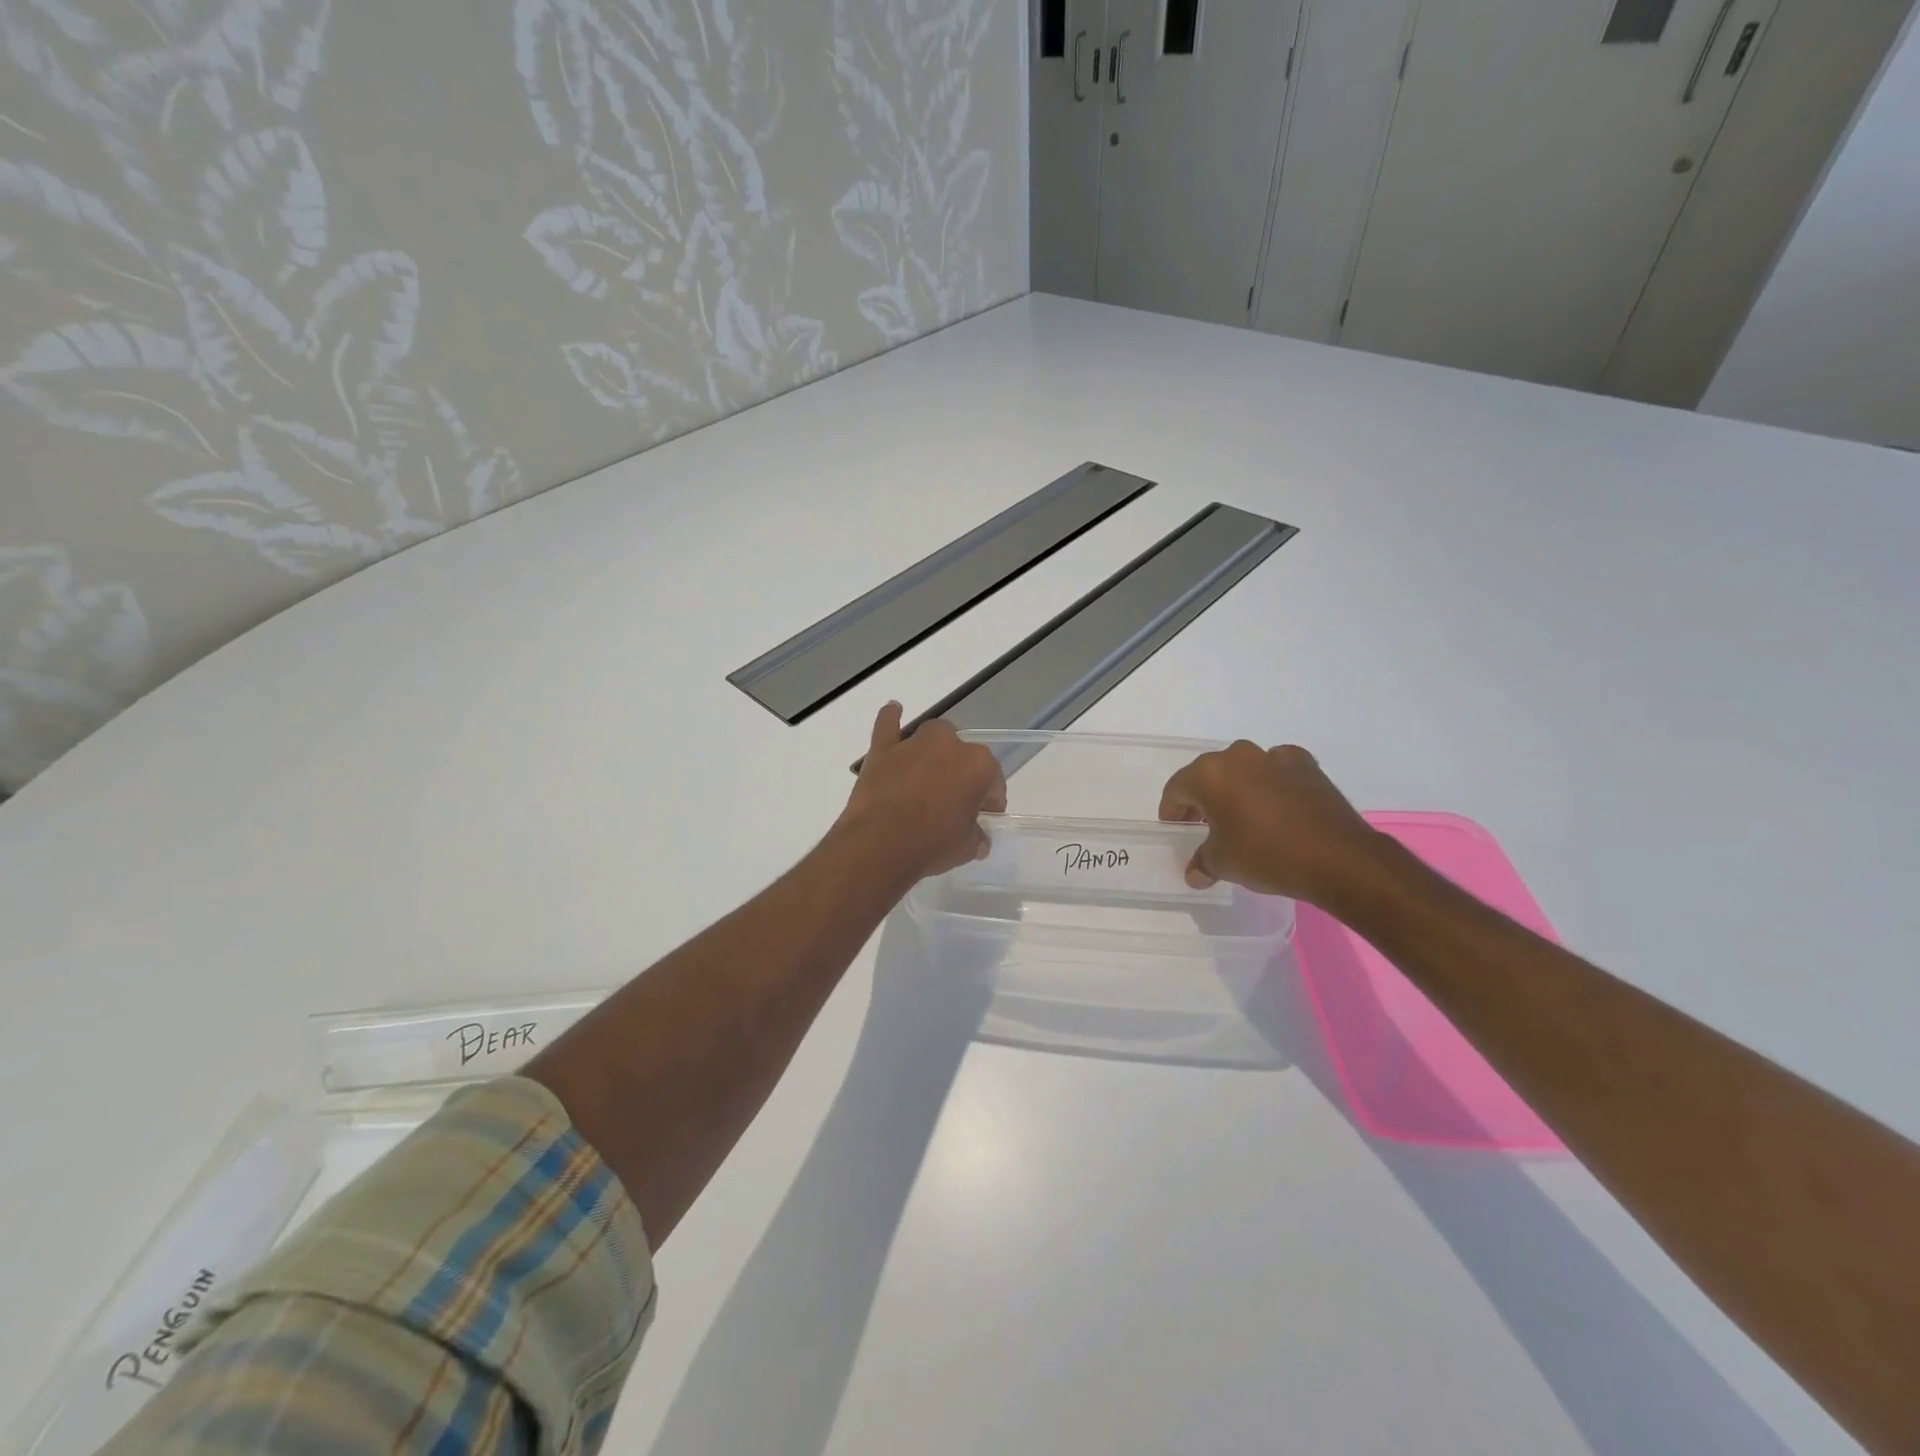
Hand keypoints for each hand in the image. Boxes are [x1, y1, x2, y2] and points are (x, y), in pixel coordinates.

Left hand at [838, 703, 1006, 880]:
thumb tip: (979, 839)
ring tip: (929, 771)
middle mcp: (949, 745)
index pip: (993, 779)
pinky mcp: (883, 749)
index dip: (990, 799)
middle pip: (964, 753)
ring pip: (932, 735)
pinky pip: (888, 724)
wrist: (881, 844)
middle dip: (962, 772)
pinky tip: (893, 710)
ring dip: (935, 748)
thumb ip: (976, 836)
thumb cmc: (932, 844)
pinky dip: (891, 717)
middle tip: (954, 799)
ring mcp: (914, 743)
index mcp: (978, 766)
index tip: (984, 815)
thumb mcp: (966, 848)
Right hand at [1158, 740, 1383, 904]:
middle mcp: (1238, 756)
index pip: (1177, 788)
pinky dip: (1271, 784)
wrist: (1338, 858)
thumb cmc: (1266, 855)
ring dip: (1237, 789)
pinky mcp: (1306, 765)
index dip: (1172, 810)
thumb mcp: (1223, 864)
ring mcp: (1274, 756)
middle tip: (1204, 825)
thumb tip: (1196, 872)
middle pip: (1209, 775)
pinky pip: (1276, 771)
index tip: (1175, 829)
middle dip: (1203, 798)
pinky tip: (1276, 809)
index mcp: (1209, 774)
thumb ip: (1203, 861)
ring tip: (1242, 817)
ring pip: (1243, 769)